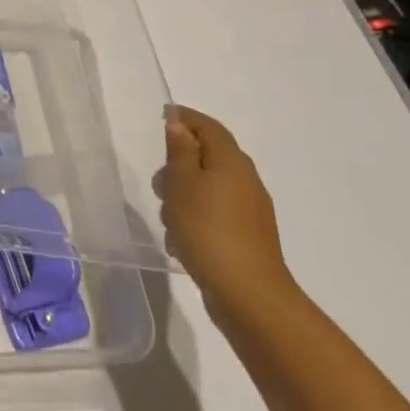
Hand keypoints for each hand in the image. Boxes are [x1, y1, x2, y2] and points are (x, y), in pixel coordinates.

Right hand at [159, 105, 300, 325]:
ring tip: (168, 218)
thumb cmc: (207, 229)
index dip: (185, 118)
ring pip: (209, 187)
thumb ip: (180, 150)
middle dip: (179, 164)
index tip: (163, 116)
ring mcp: (250, 210)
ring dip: (185, 195)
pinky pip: (215, 213)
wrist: (248, 294)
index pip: (208, 126)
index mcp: (231, 161)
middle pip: (208, 156)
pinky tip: (181, 241)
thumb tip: (179, 124)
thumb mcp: (182, 183)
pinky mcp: (247, 236)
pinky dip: (196, 217)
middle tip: (159, 182)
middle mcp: (245, 180)